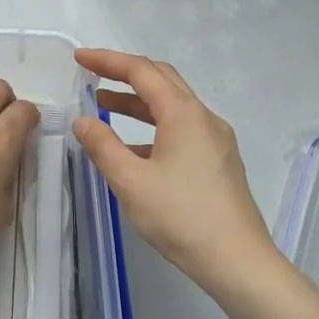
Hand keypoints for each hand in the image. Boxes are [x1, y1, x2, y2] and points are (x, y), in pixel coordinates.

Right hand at [72, 49, 280, 294]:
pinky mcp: (219, 161)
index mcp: (183, 114)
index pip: (141, 71)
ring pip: (173, 105)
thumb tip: (83, 120)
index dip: (108, 60)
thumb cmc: (182, 217)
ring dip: (139, 102)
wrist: (238, 261)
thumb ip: (103, 147)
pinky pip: (182, 129)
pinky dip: (154, 127)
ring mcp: (215, 140)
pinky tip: (134, 149)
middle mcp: (203, 118)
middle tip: (93, 75)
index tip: (79, 58)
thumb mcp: (132, 182)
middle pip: (162, 80)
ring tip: (104, 107)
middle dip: (125, 73)